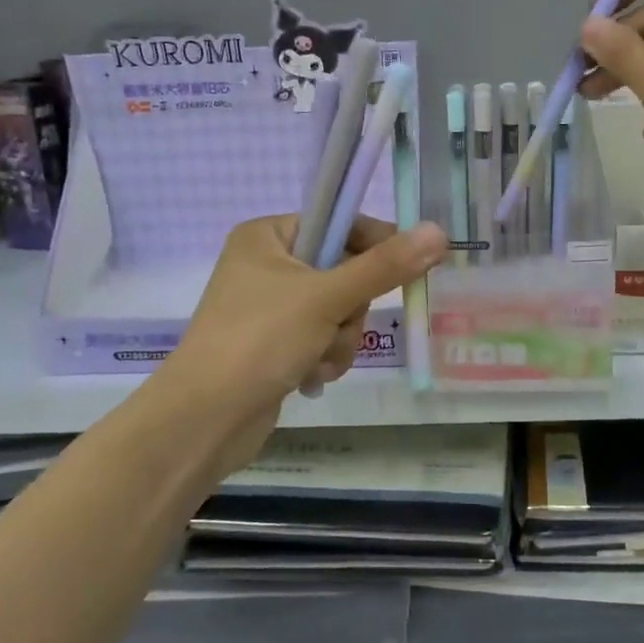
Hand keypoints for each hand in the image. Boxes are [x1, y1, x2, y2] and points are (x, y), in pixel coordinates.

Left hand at [152, 215, 448, 480]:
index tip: (409, 266)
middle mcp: (267, 264)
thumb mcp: (327, 297)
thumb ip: (385, 266)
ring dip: (340, 339)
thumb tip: (438, 232)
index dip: (376, 245)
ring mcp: (270, 306)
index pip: (340, 223)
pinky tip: (309, 376)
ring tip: (318, 360)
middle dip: (349, 309)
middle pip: (344, 272)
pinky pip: (322, 337)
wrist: (205, 419)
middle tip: (337, 325)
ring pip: (338, 310)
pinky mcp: (274, 343)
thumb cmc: (260, 340)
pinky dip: (325, 356)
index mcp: (268, 235)